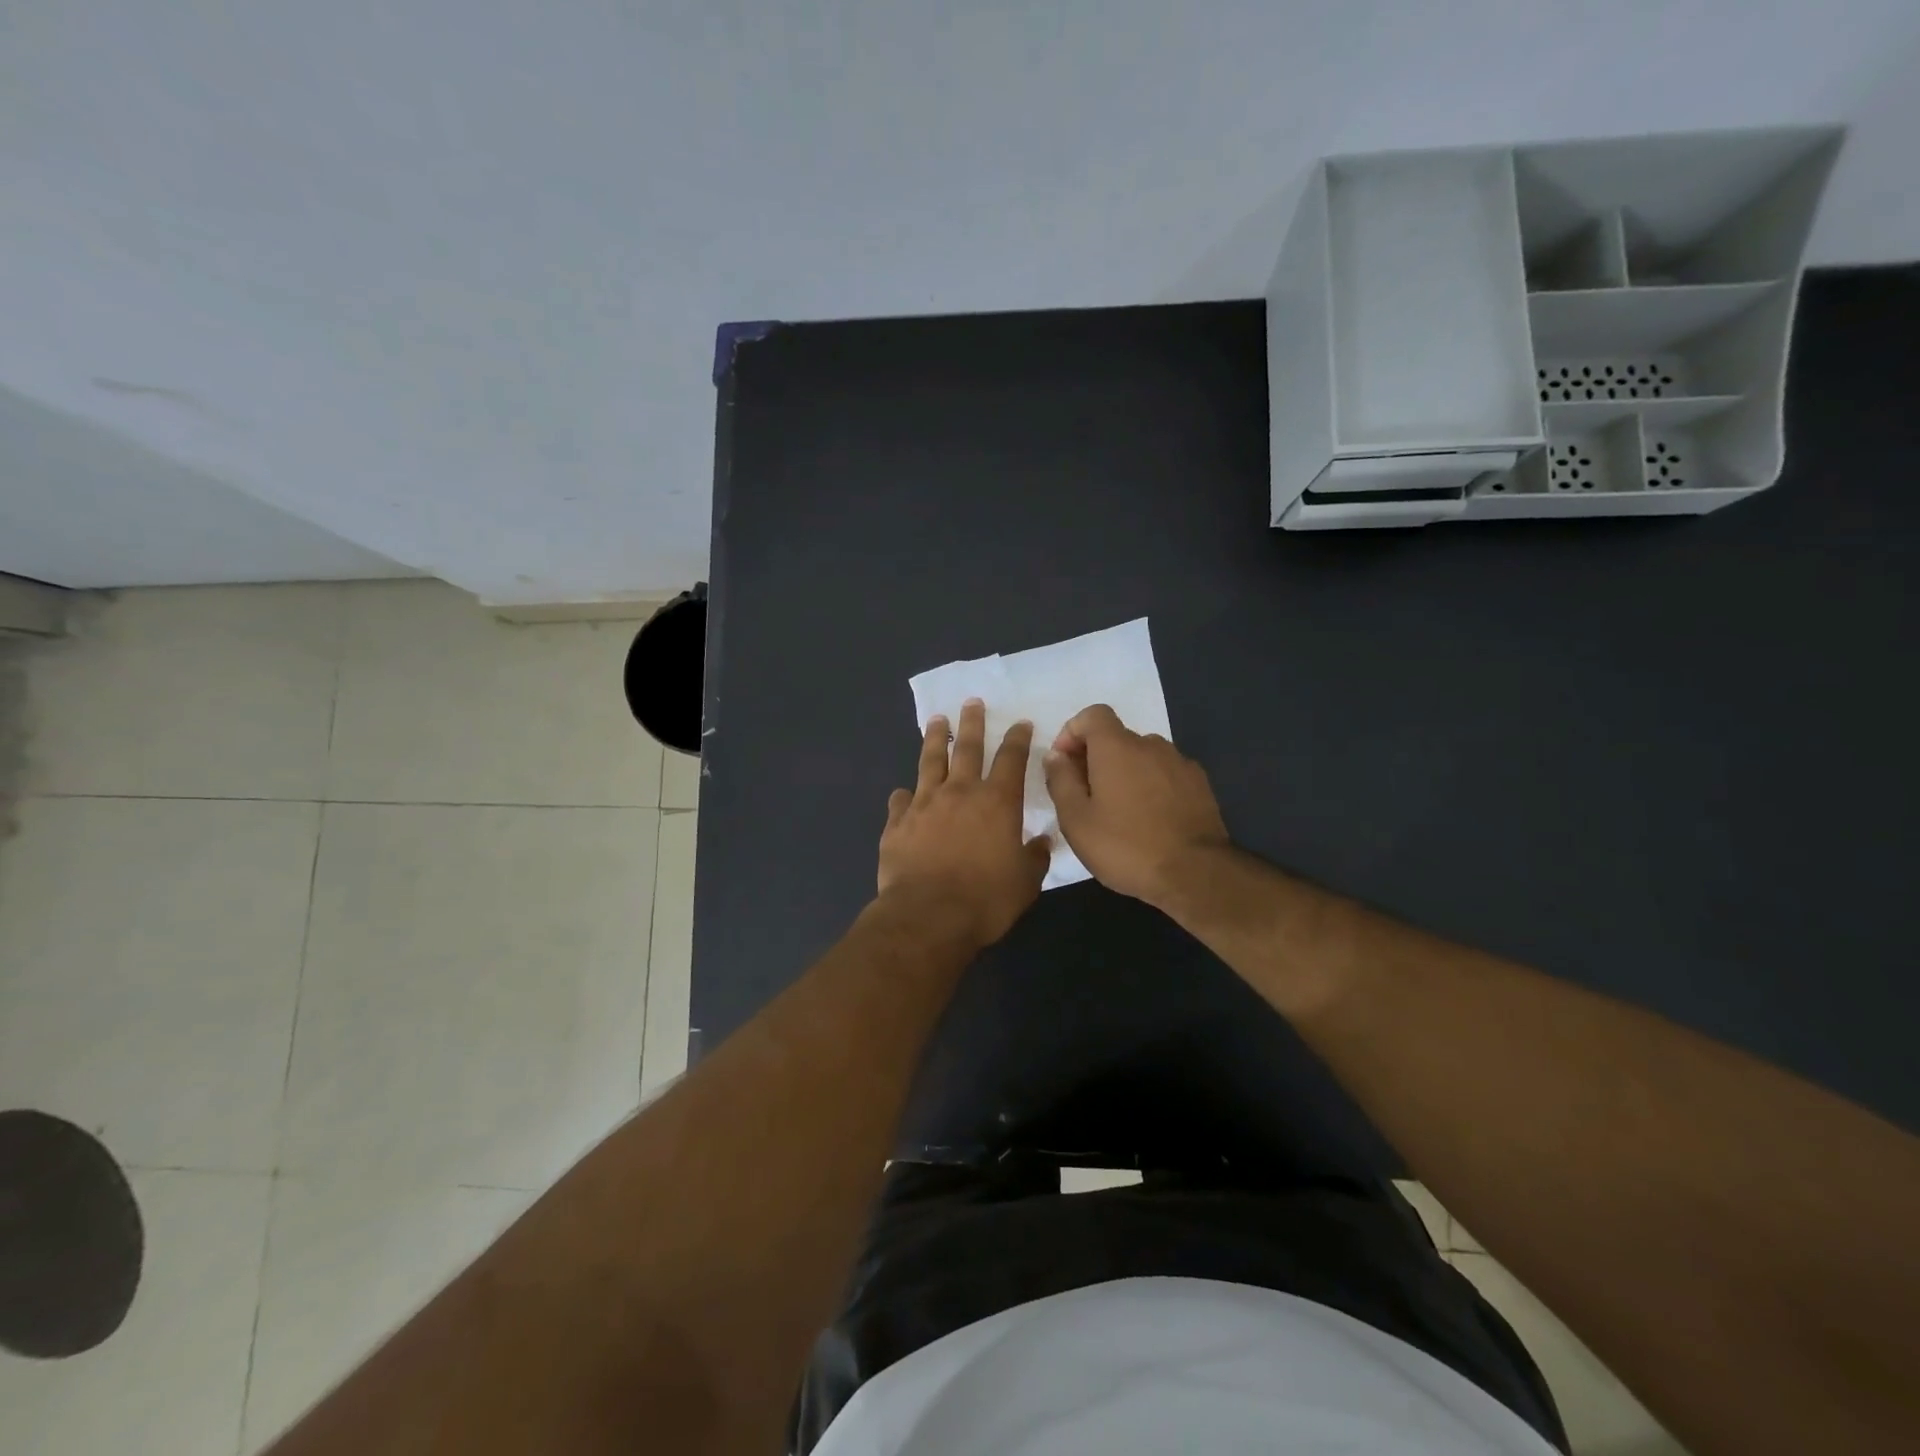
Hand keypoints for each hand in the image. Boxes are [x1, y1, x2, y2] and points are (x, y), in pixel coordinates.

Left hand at [877, 700, 1051, 948]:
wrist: (928, 916)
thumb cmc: (986, 899)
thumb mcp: (1025, 882)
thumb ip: (1034, 857)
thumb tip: (1041, 842)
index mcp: (997, 802)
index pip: (1011, 759)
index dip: (1017, 738)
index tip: (1020, 722)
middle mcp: (960, 792)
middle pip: (967, 747)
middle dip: (972, 722)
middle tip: (971, 701)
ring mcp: (924, 804)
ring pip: (930, 761)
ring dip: (935, 739)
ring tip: (936, 721)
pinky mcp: (897, 823)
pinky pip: (900, 801)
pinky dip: (903, 795)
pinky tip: (902, 793)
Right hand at [1042, 703, 1228, 905]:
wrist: (1196, 874)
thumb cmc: (1126, 846)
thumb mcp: (1076, 820)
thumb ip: (1060, 780)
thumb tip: (1055, 755)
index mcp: (1117, 747)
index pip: (1093, 714)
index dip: (1073, 732)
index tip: (1064, 764)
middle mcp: (1151, 744)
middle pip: (1116, 737)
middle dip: (1096, 758)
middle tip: (1086, 797)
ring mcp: (1180, 763)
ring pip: (1142, 757)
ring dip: (1125, 773)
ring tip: (1119, 812)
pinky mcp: (1200, 784)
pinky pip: (1165, 773)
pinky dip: (1151, 785)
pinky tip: (1149, 819)